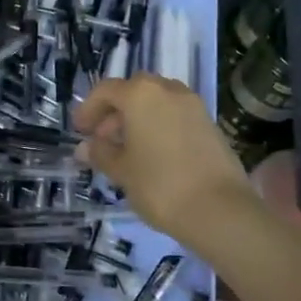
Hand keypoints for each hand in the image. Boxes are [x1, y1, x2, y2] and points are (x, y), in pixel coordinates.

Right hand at [73, 74, 252, 245]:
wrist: (220, 210)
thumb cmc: (160, 185)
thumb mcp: (122, 171)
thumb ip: (101, 154)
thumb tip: (85, 148)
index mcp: (140, 94)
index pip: (106, 91)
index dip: (88, 109)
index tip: (80, 131)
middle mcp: (167, 90)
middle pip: (133, 91)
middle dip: (115, 111)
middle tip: (103, 139)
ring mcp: (193, 105)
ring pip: (156, 101)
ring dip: (138, 117)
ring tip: (128, 149)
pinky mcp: (210, 123)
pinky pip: (175, 114)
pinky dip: (159, 125)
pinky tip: (153, 155)